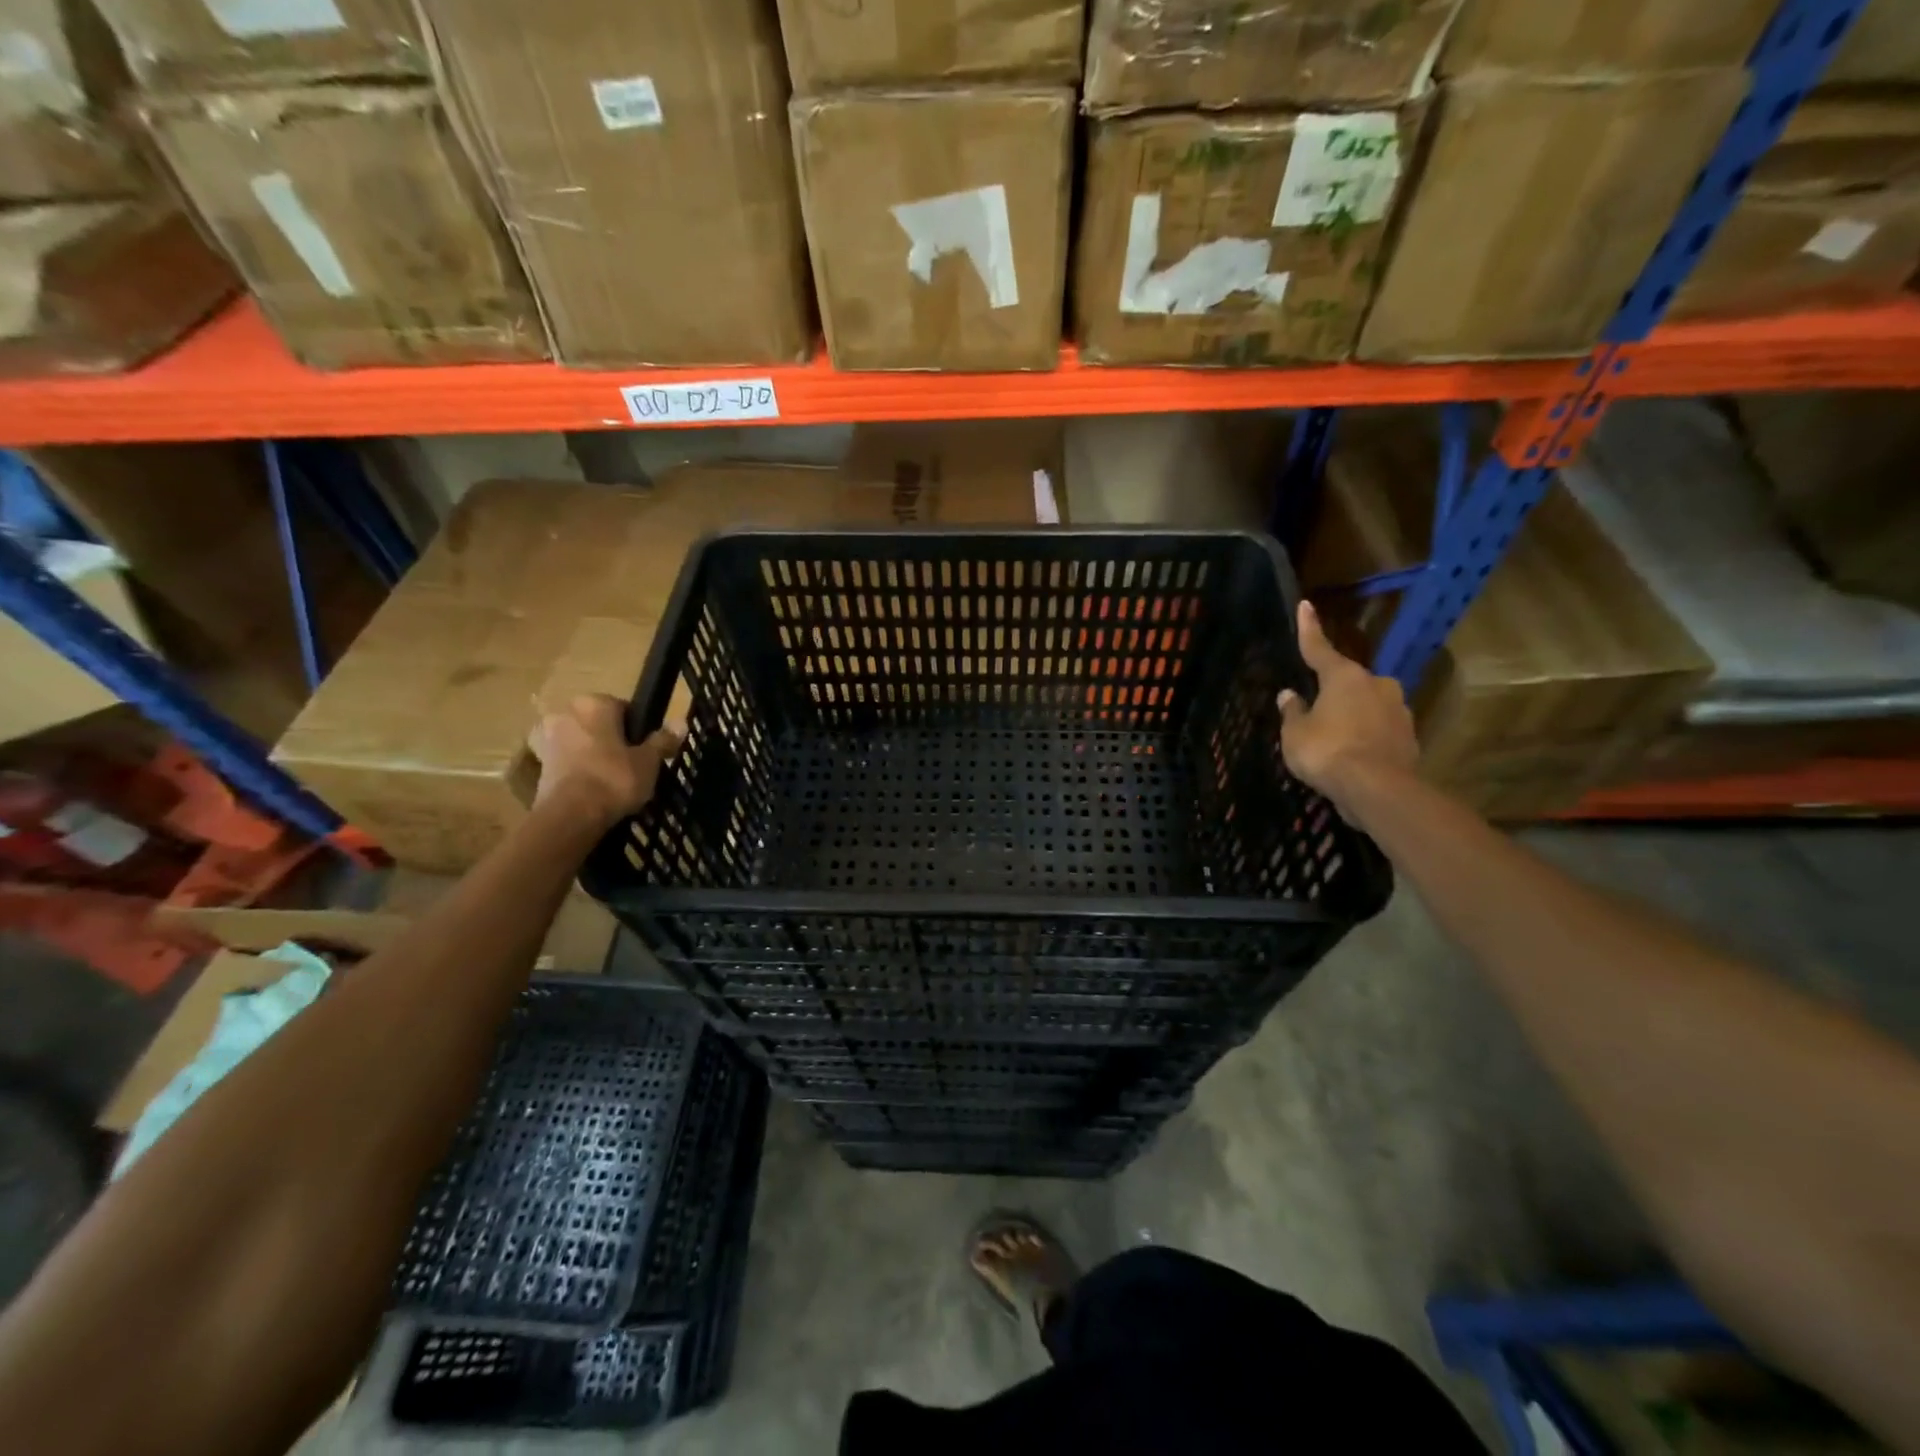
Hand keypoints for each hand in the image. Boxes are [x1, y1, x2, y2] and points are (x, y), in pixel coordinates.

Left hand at [528, 694, 682, 826]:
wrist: (570, 816)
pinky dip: (579, 771)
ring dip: (594, 755)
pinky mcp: (538, 764)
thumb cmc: (614, 779)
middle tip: (632, 766)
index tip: (646, 749)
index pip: (623, 708)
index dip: (637, 729)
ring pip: (581, 743)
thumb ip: (663, 740)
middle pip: (598, 724)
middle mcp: (565, 713)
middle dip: (613, 740)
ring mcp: (547, 738)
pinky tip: (594, 791)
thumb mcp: (649, 761)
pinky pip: (568, 762)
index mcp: (593, 704)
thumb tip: (681, 722)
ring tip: (613, 782)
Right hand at [1277, 601, 1418, 812]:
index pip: (1319, 648)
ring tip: (1334, 740)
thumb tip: (1290, 696)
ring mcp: (1398, 710)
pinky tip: (1353, 756)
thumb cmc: (1327, 752)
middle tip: (1316, 711)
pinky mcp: (1409, 737)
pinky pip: (1379, 730)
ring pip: (1367, 706)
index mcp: (1344, 677)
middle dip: (1334, 692)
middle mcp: (1376, 685)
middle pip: (1349, 682)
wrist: (1377, 789)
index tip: (1305, 604)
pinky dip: (1366, 737)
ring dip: (1352, 716)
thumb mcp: (1295, 734)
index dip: (1308, 628)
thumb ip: (1293, 712)